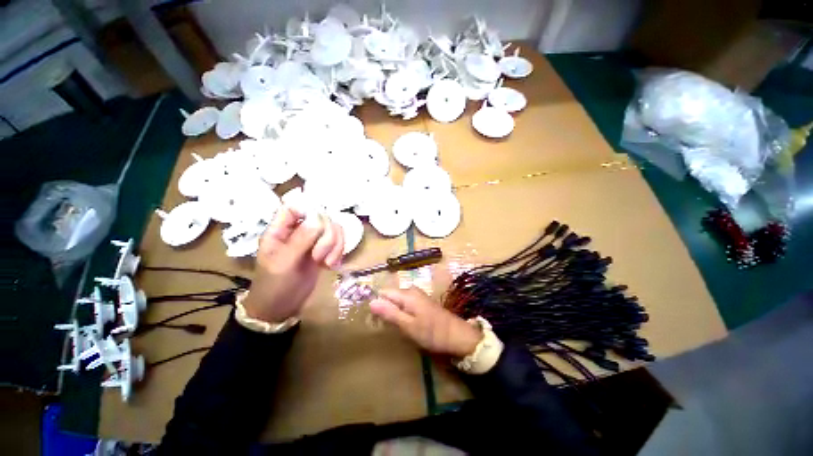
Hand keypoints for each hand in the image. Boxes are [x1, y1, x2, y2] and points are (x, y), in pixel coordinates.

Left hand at [244, 206, 343, 322]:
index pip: (294, 207)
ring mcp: (312, 241)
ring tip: (327, 263)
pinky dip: (339, 251)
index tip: (320, 225)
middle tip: (319, 256)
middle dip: (326, 236)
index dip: (309, 210)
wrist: (282, 309)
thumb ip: (301, 239)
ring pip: (333, 229)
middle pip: (320, 217)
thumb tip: (318, 217)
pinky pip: (338, 241)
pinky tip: (332, 265)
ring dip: (335, 245)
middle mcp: (298, 231)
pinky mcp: (323, 250)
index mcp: (280, 230)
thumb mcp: (285, 263)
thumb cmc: (275, 286)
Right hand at [369, 287, 482, 357]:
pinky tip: (406, 324)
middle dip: (386, 309)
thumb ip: (390, 313)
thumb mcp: (408, 326)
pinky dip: (402, 312)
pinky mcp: (422, 302)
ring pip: (398, 300)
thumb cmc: (432, 332)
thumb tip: (371, 302)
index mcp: (406, 294)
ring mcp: (418, 295)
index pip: (384, 293)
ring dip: (394, 312)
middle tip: (388, 326)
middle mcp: (411, 290)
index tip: (376, 320)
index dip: (377, 304)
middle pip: (391, 296)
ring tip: (396, 327)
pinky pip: (406, 303)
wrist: (457, 335)